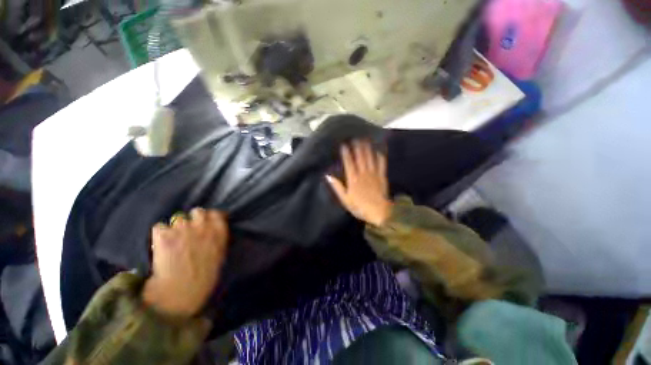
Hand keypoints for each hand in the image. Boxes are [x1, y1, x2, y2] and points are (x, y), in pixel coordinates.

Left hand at [143, 208, 228, 317]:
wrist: (180, 293)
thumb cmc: (204, 278)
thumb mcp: (220, 256)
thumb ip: (217, 239)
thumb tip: (214, 231)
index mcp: (218, 232)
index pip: (216, 213)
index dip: (210, 217)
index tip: (206, 222)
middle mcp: (202, 226)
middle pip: (197, 211)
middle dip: (193, 218)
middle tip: (189, 230)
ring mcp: (182, 229)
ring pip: (177, 218)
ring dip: (176, 227)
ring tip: (172, 240)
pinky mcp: (164, 236)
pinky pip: (159, 227)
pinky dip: (159, 234)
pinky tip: (160, 244)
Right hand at [326, 140, 391, 226]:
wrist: (379, 213)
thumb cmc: (360, 207)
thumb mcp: (345, 200)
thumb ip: (337, 187)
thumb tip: (328, 176)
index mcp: (353, 179)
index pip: (348, 162)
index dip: (346, 152)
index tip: (344, 144)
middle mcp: (363, 173)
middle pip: (360, 157)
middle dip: (357, 146)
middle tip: (355, 137)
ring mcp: (374, 174)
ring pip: (370, 158)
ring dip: (367, 148)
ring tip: (365, 139)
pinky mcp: (382, 177)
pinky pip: (381, 164)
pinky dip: (380, 156)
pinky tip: (379, 149)